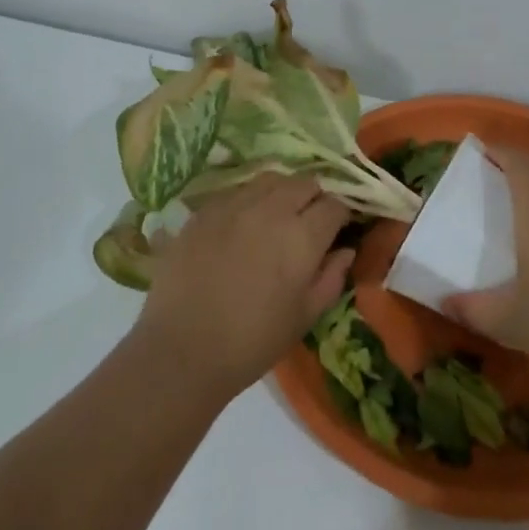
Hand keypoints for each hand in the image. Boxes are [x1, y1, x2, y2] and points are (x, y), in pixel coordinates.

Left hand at [134, 174, 353, 399]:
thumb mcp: (305, 316)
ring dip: (282, 192)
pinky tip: (242, 224)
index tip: (336, 230)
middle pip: (305, 183)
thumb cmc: (253, 341)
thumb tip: (346, 250)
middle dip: (314, 198)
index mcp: (302, 236)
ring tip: (276, 216)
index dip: (340, 215)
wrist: (182, 350)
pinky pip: (237, 190)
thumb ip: (331, 277)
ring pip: (270, 179)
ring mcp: (234, 204)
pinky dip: (249, 200)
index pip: (335, 205)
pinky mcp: (205, 210)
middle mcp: (271, 209)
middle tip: (308, 223)